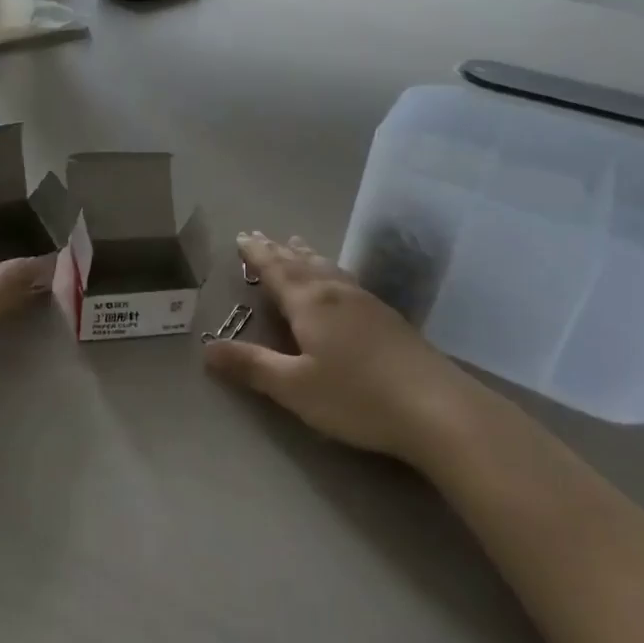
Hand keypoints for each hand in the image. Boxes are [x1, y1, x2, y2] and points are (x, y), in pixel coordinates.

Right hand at [203, 231, 455, 461]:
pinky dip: (331, 270)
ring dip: (306, 255)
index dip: (257, 254)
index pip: (276, 270)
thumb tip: (206, 349)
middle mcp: (336, 293)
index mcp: (310, 303)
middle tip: (260, 235)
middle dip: (277, 250)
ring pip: (328, 268)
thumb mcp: (294, 387)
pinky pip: (347, 279)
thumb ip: (252, 365)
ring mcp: (366, 302)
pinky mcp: (388, 318)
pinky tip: (340, 280)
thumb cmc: (356, 397)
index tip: (241, 237)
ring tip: (296, 244)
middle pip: (301, 263)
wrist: (437, 408)